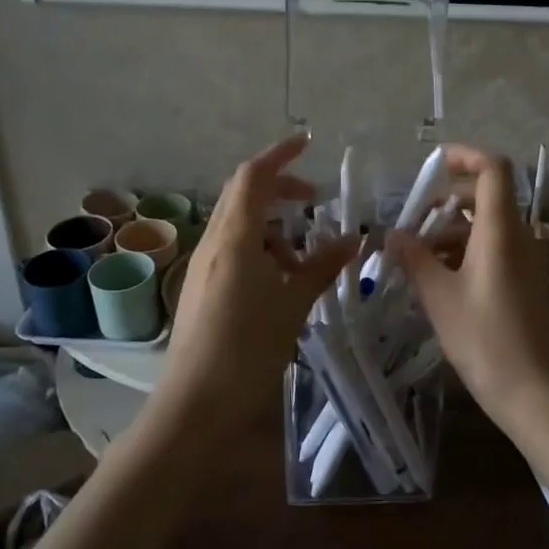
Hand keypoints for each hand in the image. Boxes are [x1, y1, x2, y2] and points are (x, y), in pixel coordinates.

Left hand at [156, 135, 357, 434]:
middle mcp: (213, 243)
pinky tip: (281, 284)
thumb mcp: (293, 305)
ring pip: (239, 226)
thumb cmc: (247, 349)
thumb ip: (322, 267)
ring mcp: (203, 266)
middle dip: (280, 189)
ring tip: (304, 260)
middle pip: (244, 195)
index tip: (308, 143)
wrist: (195, 405)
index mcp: (234, 238)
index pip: (254, 176)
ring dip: (273, 228)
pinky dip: (260, 251)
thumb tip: (353, 239)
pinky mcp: (201, 289)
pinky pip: (233, 251)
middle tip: (315, 201)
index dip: (280, 155)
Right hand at [386, 144, 548, 429]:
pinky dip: (464, 252)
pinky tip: (437, 279)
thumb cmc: (487, 341)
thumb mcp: (440, 298)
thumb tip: (393, 234)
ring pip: (487, 227)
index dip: (466, 156)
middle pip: (486, 197)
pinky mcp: (525, 285)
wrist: (539, 394)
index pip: (493, 169)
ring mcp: (525, 262)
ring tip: (414, 254)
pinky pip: (493, 251)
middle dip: (447, 199)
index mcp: (501, 231)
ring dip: (451, 230)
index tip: (433, 163)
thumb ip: (415, 259)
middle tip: (411, 219)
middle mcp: (518, 238)